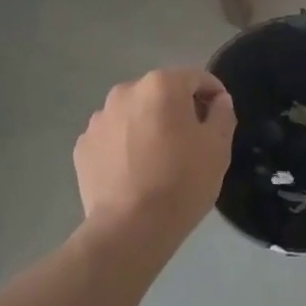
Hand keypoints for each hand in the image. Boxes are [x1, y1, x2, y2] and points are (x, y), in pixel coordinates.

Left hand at [73, 67, 235, 246]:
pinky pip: (112, 137)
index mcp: (161, 85)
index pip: (195, 77)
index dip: (212, 93)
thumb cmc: (181, 182)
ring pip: (133, 114)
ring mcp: (99, 118)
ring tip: (158, 159)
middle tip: (191, 141)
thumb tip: (218, 100)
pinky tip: (133, 172)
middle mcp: (126, 91)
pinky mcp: (83, 145)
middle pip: (160, 92)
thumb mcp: (218, 147)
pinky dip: (124, 146)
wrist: (129, 228)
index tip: (220, 114)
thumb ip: (222, 114)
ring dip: (147, 125)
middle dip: (177, 109)